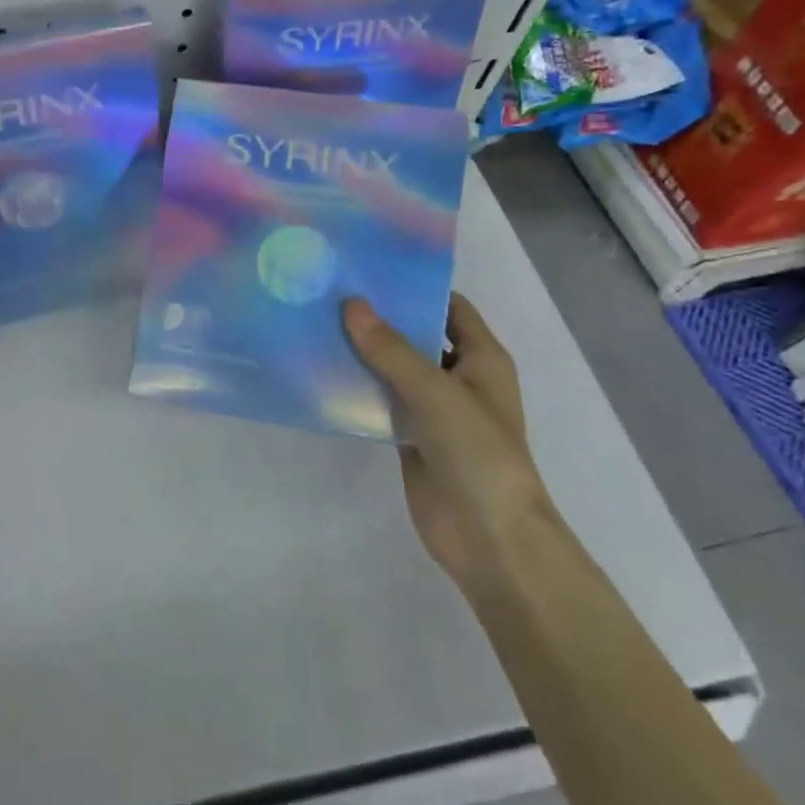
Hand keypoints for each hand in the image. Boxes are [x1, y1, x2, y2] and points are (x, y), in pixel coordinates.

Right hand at [342, 294, 558, 580]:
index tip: (369, 268)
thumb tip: (350, 304)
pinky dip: (357, 390)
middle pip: (417, 336)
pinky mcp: (411, 438)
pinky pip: (381, 403)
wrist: (488, 536)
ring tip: (316, 324)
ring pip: (394, 370)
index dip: (415, 287)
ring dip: (364, 353)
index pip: (449, 307)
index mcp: (482, 358)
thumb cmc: (477, 452)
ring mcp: (433, 410)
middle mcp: (459, 378)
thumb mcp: (435, 392)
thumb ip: (391, 349)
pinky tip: (321, 374)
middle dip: (380, 318)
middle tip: (330, 292)